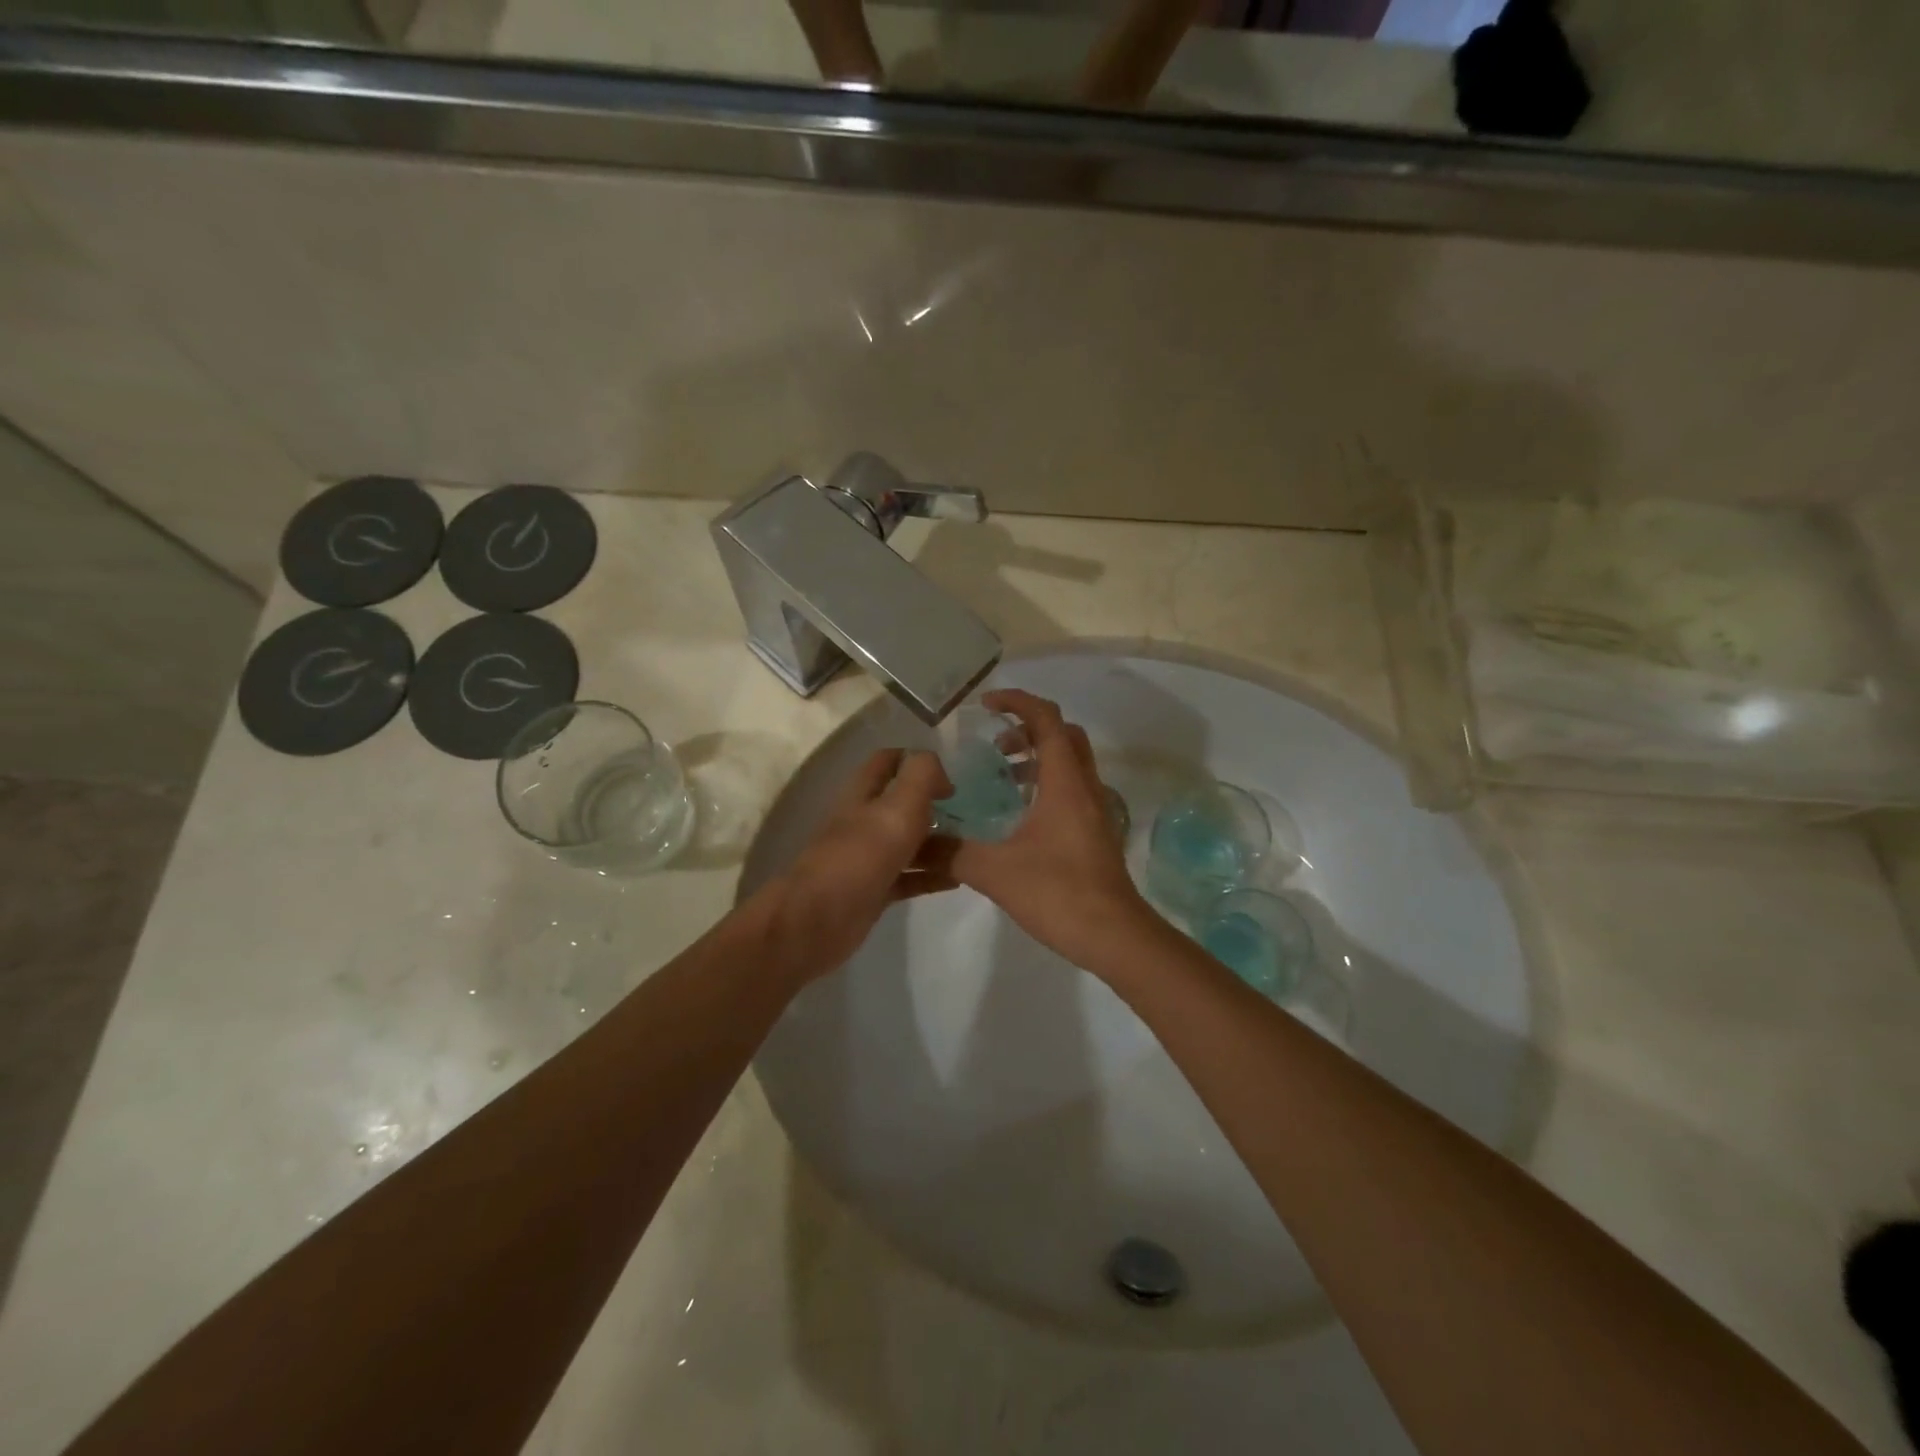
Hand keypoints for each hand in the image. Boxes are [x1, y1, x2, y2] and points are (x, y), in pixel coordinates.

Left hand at [763, 748, 954, 981]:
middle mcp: (864, 821)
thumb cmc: (861, 857)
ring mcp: (868, 858)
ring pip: (908, 842)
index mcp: (864, 794)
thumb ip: (921, 777)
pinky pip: (909, 878)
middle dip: (935, 804)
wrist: (819, 921)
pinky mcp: (874, 890)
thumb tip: (939, 768)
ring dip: (938, 842)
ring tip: (975, 845)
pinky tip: (959, 880)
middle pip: (902, 804)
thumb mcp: (898, 807)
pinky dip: (932, 876)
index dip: (917, 761)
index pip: (888, 761)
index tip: (952, 776)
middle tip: (974, 813)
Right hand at [946, 689, 1158, 971]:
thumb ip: (951, 851)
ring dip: (1037, 758)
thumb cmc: (1059, 894)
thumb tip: (914, 840)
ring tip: (1001, 780)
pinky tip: (1018, 816)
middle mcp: (1085, 786)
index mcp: (1064, 781)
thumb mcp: (994, 871)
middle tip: (994, 746)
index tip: (985, 705)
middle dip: (1027, 729)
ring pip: (1070, 763)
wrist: (1115, 936)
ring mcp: (1095, 810)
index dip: (1016, 702)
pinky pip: (1071, 789)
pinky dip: (1046, 784)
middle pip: (1063, 735)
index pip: (1046, 719)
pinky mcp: (1096, 832)